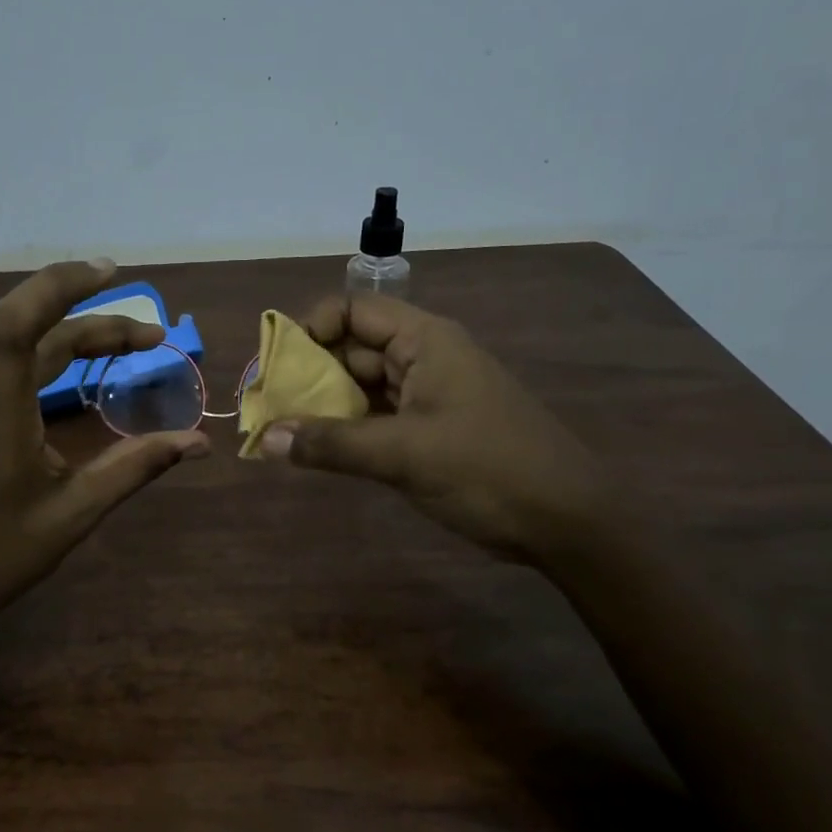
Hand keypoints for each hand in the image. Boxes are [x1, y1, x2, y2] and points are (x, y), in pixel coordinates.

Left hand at [0, 259, 208, 639]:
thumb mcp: (72, 515)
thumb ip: (134, 469)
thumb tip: (198, 443)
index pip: (16, 324)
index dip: (59, 286)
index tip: (110, 272)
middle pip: (32, 333)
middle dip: (96, 325)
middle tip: (153, 339)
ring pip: (18, 351)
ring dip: (73, 342)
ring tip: (126, 353)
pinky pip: (5, 373)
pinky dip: (48, 364)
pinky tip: (76, 386)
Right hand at [259, 293, 613, 564]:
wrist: (566, 521)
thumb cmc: (487, 470)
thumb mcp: (403, 454)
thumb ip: (331, 445)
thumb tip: (265, 439)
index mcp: (424, 341)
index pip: (353, 310)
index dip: (311, 327)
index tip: (278, 364)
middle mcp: (424, 358)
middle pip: (353, 349)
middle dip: (309, 373)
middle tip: (268, 405)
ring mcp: (429, 396)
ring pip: (363, 387)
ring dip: (325, 405)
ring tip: (282, 429)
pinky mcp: (431, 430)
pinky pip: (378, 418)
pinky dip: (348, 430)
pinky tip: (318, 450)